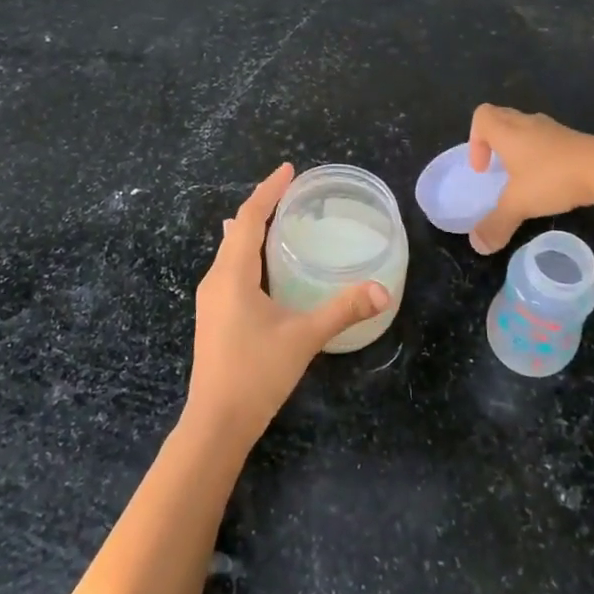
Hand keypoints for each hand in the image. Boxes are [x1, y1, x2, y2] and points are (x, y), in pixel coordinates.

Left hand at [186, 163, 391, 444]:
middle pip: (237, 230)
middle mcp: (215, 279)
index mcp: (232, 274)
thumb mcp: (304, 338)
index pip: (249, 218)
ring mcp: (209, 299)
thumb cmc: (256, 374)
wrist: (215, 423)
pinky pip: (230, 269)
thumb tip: (383, 290)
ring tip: (282, 220)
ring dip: (253, 230)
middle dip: (263, 206)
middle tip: (293, 192)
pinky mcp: (212, 316)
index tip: (289, 170)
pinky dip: (249, 253)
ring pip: (231, 250)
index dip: (268, 190)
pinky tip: (265, 266)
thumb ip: (343, 310)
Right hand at [467, 105, 593, 255]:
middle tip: (498, 168)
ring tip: (524, 177)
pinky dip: (544, 156)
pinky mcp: (575, 140)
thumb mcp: (519, 205)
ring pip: (528, 129)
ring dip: (520, 148)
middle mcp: (528, 124)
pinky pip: (549, 141)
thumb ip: (496, 224)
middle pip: (502, 118)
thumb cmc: (552, 178)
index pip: (482, 117)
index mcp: (508, 132)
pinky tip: (551, 181)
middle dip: (494, 141)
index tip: (483, 169)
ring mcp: (554, 130)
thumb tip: (478, 246)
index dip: (475, 140)